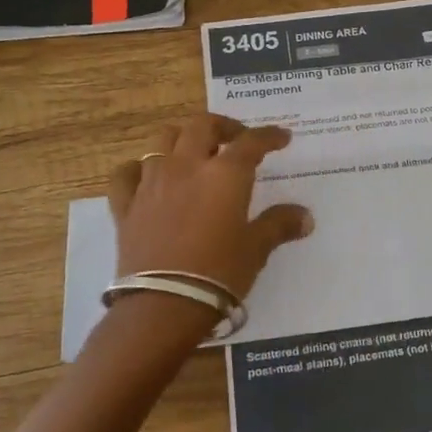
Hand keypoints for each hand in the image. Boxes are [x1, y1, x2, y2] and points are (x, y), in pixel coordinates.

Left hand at [107, 113, 313, 314]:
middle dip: (223, 126)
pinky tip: (147, 176)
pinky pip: (127, 173)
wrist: (163, 305)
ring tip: (194, 151)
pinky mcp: (126, 205)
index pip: (251, 142)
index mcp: (225, 174)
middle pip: (202, 126)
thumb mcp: (256, 249)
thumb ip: (279, 225)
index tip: (282, 137)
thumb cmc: (219, 273)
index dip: (269, 136)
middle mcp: (187, 166)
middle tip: (236, 139)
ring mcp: (152, 182)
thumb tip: (305, 217)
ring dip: (182, 139)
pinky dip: (138, 168)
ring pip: (163, 140)